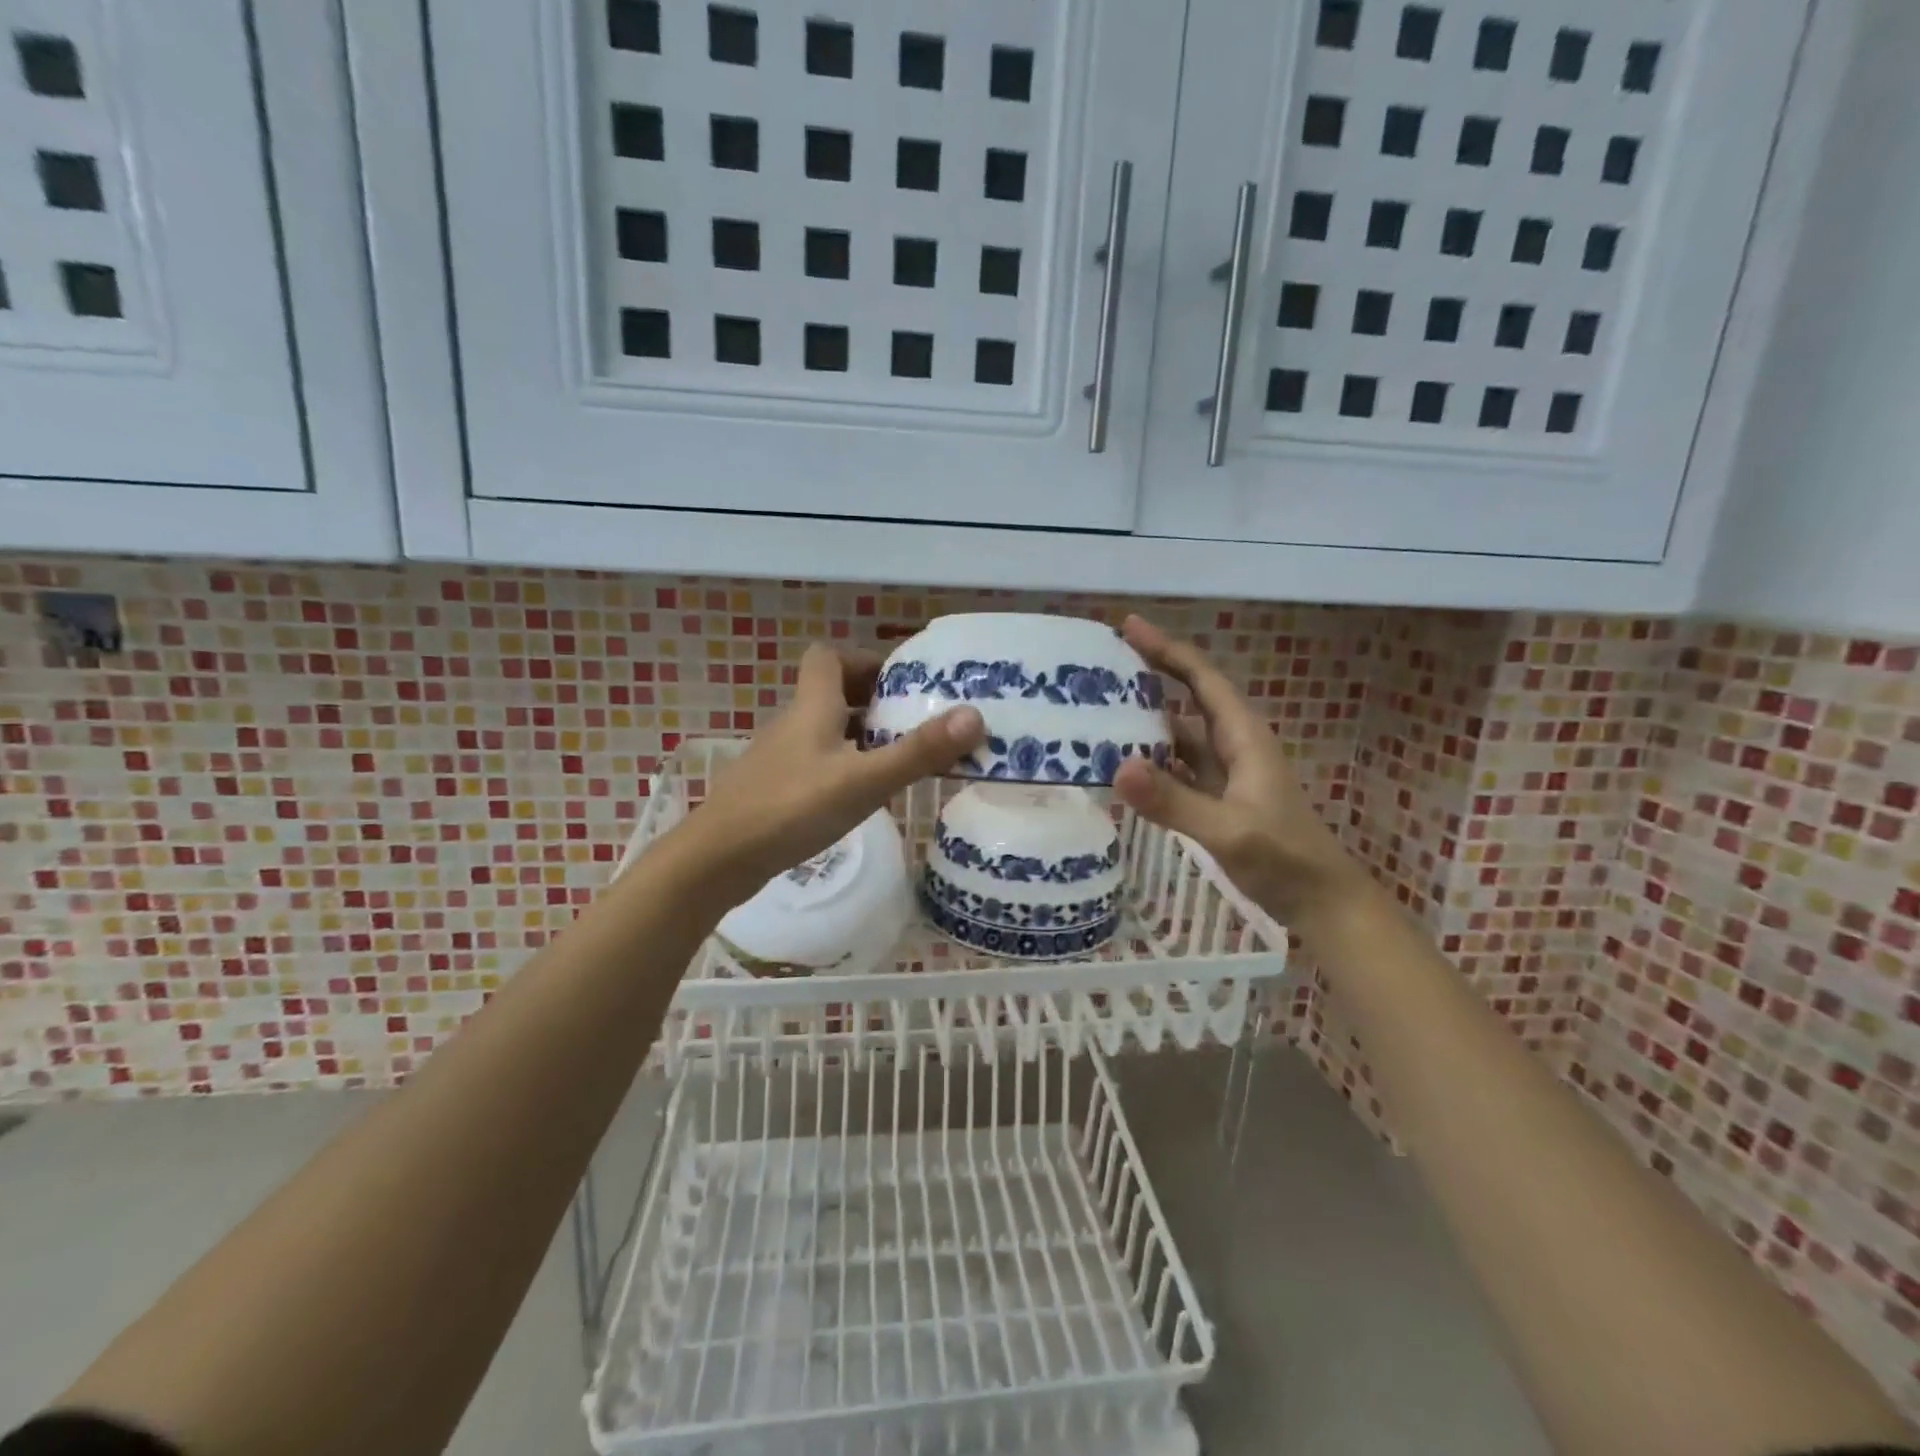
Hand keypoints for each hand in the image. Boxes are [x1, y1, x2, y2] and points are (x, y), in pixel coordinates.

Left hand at [675, 643, 984, 902]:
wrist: (717, 859)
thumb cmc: (792, 808)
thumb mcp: (864, 781)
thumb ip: (918, 752)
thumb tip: (974, 715)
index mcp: (812, 707)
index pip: (828, 656)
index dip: (863, 659)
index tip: (899, 680)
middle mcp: (793, 723)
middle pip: (830, 692)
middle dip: (870, 699)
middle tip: (910, 720)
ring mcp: (779, 758)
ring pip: (823, 730)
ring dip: (858, 734)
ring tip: (897, 757)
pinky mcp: (773, 788)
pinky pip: (814, 761)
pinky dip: (841, 765)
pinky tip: (860, 795)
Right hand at [1112, 616, 1363, 919]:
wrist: (1321, 903)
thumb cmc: (1284, 859)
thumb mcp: (1229, 831)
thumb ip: (1174, 801)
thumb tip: (1116, 766)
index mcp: (1243, 737)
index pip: (1201, 679)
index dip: (1167, 650)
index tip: (1128, 626)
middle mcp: (1232, 746)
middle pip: (1187, 699)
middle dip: (1150, 677)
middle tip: (1100, 666)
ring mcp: (1224, 774)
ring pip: (1179, 735)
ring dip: (1144, 721)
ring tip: (1098, 711)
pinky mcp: (1215, 799)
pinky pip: (1175, 768)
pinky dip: (1149, 761)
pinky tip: (1120, 766)